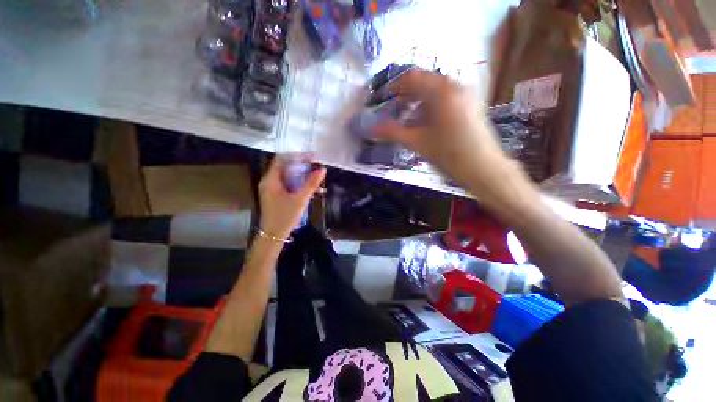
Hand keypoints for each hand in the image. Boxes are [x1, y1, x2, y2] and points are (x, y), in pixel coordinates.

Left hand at [258, 157, 325, 239]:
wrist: (273, 236)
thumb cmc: (285, 217)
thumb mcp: (300, 199)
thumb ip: (311, 184)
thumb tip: (322, 169)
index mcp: (271, 180)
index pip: (282, 159)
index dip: (296, 156)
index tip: (311, 157)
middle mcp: (268, 182)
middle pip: (284, 167)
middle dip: (301, 166)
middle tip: (315, 167)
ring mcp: (271, 189)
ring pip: (286, 176)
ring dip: (300, 176)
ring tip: (314, 177)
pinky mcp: (274, 196)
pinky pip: (286, 184)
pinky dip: (297, 184)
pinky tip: (308, 189)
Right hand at [374, 69, 521, 193]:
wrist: (483, 169)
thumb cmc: (449, 155)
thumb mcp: (417, 143)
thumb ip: (393, 133)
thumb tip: (371, 130)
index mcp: (441, 91)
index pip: (412, 78)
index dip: (395, 86)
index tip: (384, 98)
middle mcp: (455, 86)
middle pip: (424, 82)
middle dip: (407, 95)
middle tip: (395, 111)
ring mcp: (466, 94)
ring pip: (435, 90)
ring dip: (419, 101)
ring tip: (409, 119)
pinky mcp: (471, 104)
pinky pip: (446, 98)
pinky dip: (432, 106)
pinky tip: (426, 122)